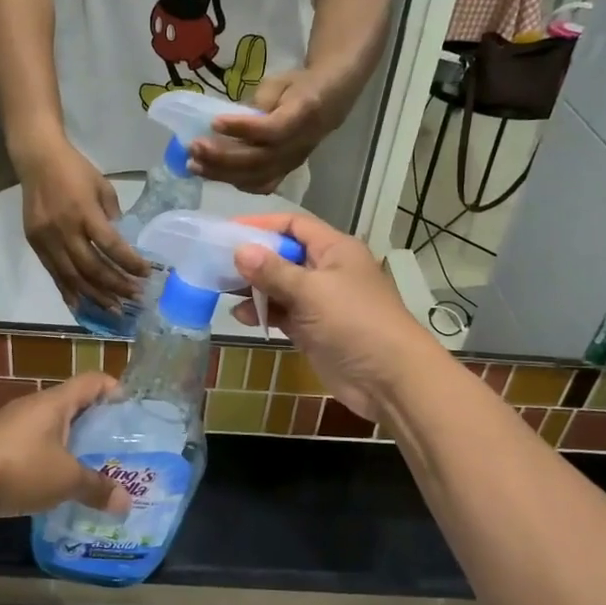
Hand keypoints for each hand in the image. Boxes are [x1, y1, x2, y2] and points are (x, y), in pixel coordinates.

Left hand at [0, 372, 130, 521]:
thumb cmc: (20, 469)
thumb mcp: (65, 481)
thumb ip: (97, 489)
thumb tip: (126, 503)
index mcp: (55, 402)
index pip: (93, 381)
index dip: (114, 389)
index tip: (131, 411)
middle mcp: (33, 405)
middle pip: (72, 403)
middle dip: (94, 423)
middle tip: (115, 446)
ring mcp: (9, 423)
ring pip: (49, 425)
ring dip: (68, 441)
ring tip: (86, 466)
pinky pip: (29, 442)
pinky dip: (45, 456)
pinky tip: (50, 481)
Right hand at [18, 139, 149, 311]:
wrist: (37, 160)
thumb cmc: (75, 170)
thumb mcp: (103, 187)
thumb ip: (112, 215)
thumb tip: (121, 244)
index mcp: (84, 211)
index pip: (111, 245)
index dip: (129, 263)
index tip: (146, 274)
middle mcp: (64, 229)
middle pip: (92, 267)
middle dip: (116, 285)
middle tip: (135, 297)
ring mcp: (47, 239)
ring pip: (72, 277)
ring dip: (95, 296)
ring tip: (114, 309)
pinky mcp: (35, 244)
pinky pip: (54, 274)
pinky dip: (69, 291)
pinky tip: (83, 305)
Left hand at [188, 70, 335, 193]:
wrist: (330, 102)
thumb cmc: (299, 86)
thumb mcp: (279, 83)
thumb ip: (258, 103)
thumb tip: (229, 123)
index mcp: (303, 115)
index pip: (272, 129)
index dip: (242, 129)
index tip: (214, 123)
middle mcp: (298, 145)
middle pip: (259, 160)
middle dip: (222, 157)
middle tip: (193, 148)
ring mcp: (292, 163)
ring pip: (256, 177)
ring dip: (222, 174)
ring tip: (194, 165)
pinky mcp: (286, 172)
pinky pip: (260, 186)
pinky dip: (234, 182)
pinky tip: (212, 174)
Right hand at [228, 211, 438, 419]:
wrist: (389, 379)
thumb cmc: (354, 322)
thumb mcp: (311, 291)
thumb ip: (273, 271)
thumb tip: (239, 250)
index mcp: (335, 249)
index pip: (294, 225)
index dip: (262, 225)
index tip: (228, 231)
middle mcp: (327, 270)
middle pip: (284, 255)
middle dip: (253, 259)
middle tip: (216, 263)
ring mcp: (321, 302)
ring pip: (280, 286)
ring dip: (254, 288)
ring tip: (222, 290)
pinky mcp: (314, 330)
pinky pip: (283, 313)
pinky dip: (264, 312)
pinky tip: (241, 316)